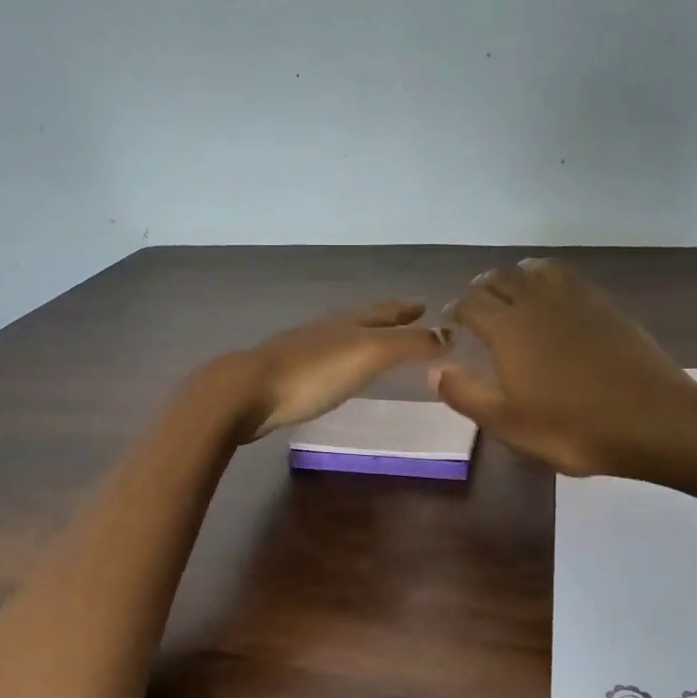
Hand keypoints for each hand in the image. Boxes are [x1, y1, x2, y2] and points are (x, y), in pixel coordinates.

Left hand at [208, 300, 450, 442]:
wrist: (248, 392)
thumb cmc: (314, 372)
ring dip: (365, 339)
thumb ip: (408, 345)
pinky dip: (343, 361)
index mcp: (349, 322)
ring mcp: (304, 351)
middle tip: (410, 319)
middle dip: (388, 320)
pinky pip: (327, 361)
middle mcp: (327, 330)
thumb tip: (447, 336)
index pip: (385, 311)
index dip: (406, 309)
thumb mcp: (370, 354)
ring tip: (379, 345)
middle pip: (363, 320)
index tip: (425, 305)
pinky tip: (340, 373)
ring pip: (343, 338)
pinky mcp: (289, 375)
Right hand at [433, 260, 696, 476]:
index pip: (470, 304)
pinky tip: (553, 300)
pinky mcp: (603, 305)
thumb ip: (467, 395)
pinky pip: (566, 276)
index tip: (452, 323)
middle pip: (499, 278)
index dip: (456, 310)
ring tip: (512, 295)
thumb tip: (435, 370)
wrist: (652, 419)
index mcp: (507, 330)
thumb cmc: (573, 428)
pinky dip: (547, 278)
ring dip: (515, 277)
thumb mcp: (509, 424)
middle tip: (477, 309)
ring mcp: (574, 299)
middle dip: (482, 289)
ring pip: (534, 269)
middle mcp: (536, 303)